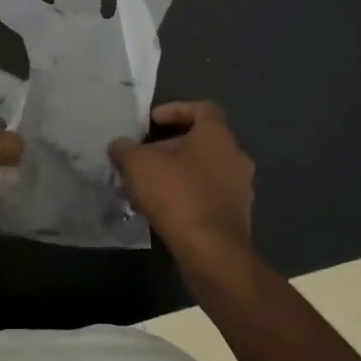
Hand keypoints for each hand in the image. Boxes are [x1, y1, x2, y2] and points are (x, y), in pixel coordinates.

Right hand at [109, 102, 254, 264]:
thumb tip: (119, 146)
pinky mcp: (238, 217)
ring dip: (180, 172)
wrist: (212, 253)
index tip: (151, 122)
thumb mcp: (137, 164)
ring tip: (150, 185)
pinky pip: (209, 195)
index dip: (175, 110)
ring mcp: (241, 188)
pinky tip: (164, 209)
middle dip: (172, 145)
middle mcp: (236, 156)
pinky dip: (188, 195)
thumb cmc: (177, 195)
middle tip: (145, 156)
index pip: (201, 108)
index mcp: (218, 135)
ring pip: (206, 170)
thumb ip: (125, 149)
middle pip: (202, 141)